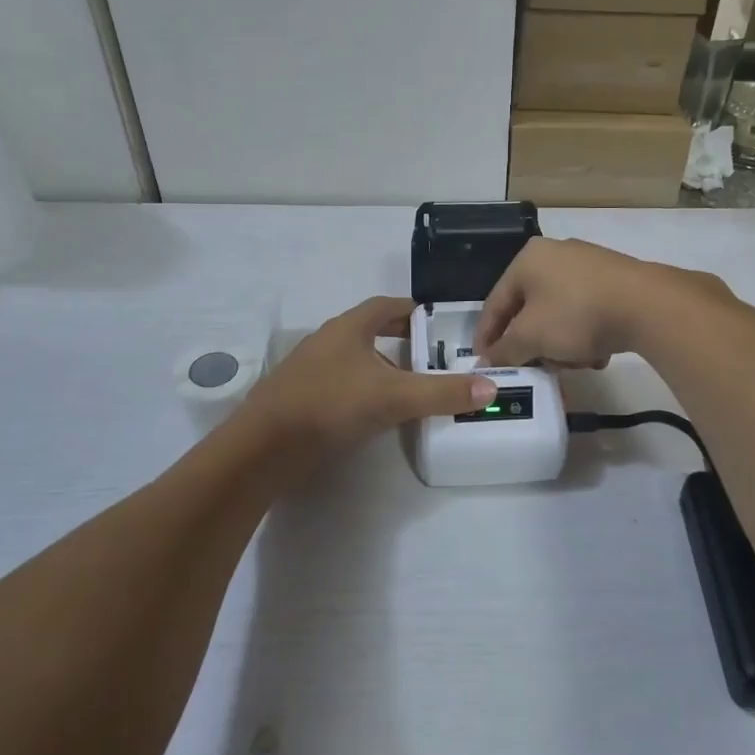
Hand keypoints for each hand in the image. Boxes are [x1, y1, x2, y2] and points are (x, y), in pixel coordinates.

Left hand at [241, 297, 496, 452]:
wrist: (264, 448)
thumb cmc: (330, 405)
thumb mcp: (394, 397)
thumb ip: (441, 392)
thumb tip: (490, 387)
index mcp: (348, 328)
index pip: (385, 306)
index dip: (412, 311)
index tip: (438, 323)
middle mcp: (327, 342)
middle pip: (369, 332)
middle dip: (400, 342)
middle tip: (432, 357)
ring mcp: (310, 371)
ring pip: (354, 360)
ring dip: (381, 368)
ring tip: (411, 387)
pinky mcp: (301, 399)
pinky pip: (341, 385)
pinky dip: (363, 391)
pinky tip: (376, 413)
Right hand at [476, 238, 729, 368]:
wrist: (647, 305)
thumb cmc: (576, 315)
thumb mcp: (531, 337)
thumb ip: (504, 350)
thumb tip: (488, 361)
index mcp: (527, 259)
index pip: (495, 302)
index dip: (486, 337)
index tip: (484, 364)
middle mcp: (555, 254)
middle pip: (529, 309)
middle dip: (531, 345)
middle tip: (534, 368)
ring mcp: (588, 266)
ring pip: (559, 314)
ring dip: (560, 345)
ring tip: (573, 364)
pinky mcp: (615, 280)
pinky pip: (586, 311)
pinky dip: (585, 335)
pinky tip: (596, 354)